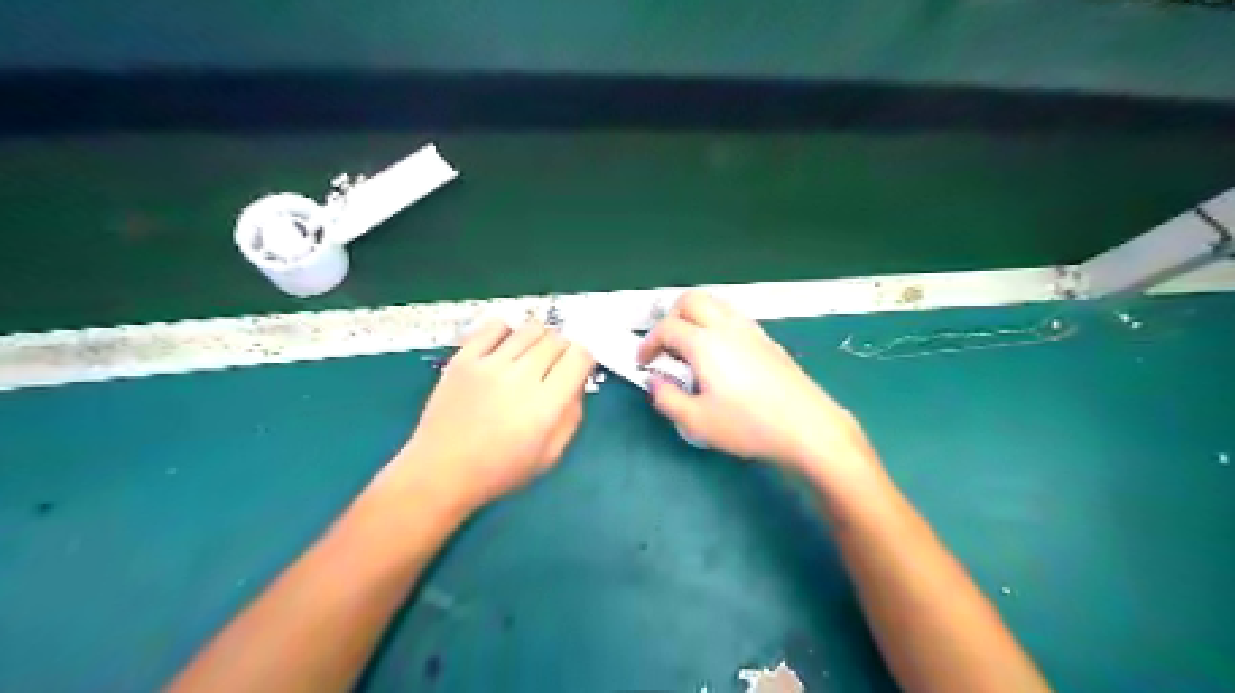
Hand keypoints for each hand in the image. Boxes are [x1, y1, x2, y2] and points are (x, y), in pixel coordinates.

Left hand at [386, 318, 594, 513]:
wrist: (440, 471)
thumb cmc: (500, 471)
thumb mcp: (550, 455)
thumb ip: (572, 416)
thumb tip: (577, 381)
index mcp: (546, 405)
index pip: (580, 356)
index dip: (583, 360)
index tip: (576, 370)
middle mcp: (521, 377)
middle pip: (557, 339)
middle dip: (563, 350)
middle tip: (552, 368)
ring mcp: (490, 364)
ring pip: (530, 328)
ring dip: (539, 339)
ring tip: (529, 357)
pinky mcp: (464, 358)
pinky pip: (495, 326)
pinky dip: (507, 332)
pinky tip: (504, 350)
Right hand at [637, 292, 878, 481]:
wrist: (807, 426)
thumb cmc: (748, 425)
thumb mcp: (697, 421)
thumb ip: (667, 399)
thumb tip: (655, 382)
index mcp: (705, 343)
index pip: (666, 328)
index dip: (648, 343)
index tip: (644, 362)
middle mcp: (726, 327)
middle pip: (690, 300)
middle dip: (670, 317)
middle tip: (666, 346)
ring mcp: (750, 330)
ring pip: (715, 304)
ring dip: (695, 317)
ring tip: (691, 349)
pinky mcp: (767, 340)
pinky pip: (733, 317)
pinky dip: (716, 324)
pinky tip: (720, 356)